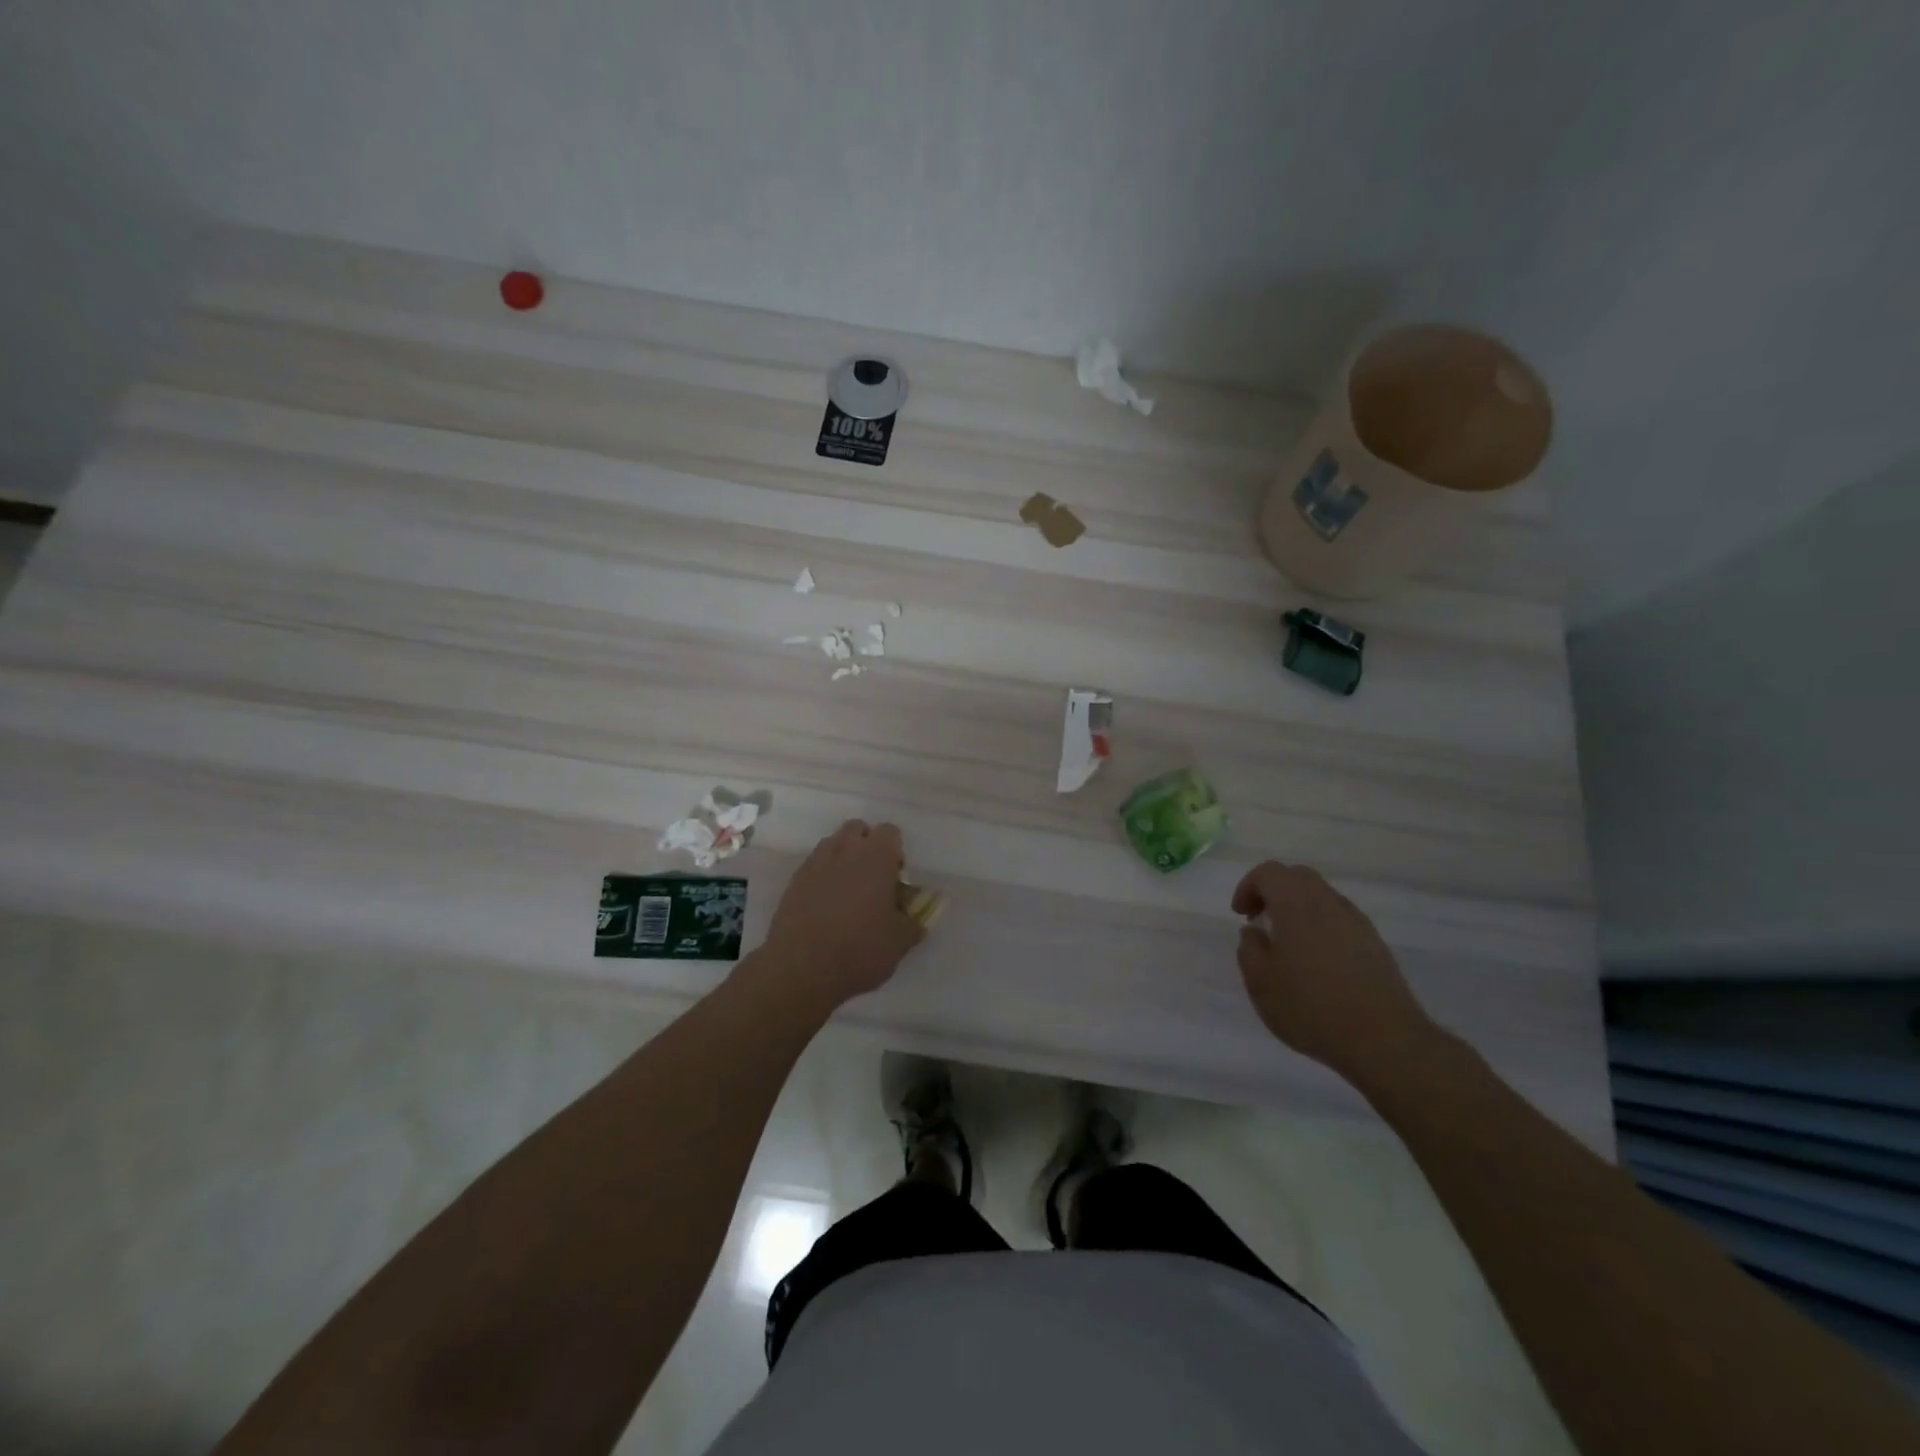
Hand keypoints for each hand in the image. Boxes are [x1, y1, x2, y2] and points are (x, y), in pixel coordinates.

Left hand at [759, 820, 923, 1010]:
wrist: (801, 969)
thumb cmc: (860, 950)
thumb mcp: (899, 943)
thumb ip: (912, 924)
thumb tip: (917, 919)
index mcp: (876, 857)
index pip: (890, 831)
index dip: (895, 851)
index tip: (896, 878)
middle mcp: (845, 850)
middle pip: (857, 829)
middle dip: (866, 845)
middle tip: (872, 878)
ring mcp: (815, 863)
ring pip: (833, 844)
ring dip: (843, 857)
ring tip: (848, 891)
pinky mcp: (794, 881)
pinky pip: (814, 866)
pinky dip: (823, 876)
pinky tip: (825, 905)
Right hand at [1232, 861, 1439, 1088]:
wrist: (1385, 1040)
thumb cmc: (1312, 1008)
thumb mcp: (1261, 983)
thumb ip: (1249, 949)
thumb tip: (1254, 932)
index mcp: (1296, 905)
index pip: (1269, 872)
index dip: (1248, 887)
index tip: (1241, 916)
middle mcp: (1328, 903)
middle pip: (1297, 877)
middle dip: (1273, 891)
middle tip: (1260, 921)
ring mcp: (1356, 921)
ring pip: (1321, 896)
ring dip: (1298, 908)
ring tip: (1287, 944)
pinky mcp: (1374, 943)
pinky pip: (1339, 918)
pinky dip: (1320, 925)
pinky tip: (1316, 961)